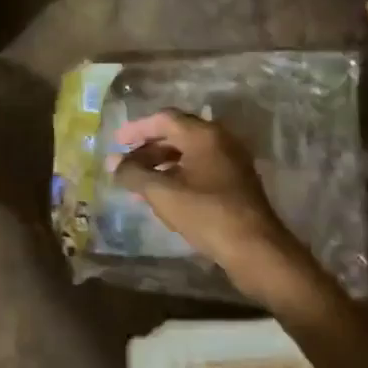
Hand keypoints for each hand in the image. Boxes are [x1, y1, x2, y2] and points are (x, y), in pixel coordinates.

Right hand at [112, 110, 303, 284]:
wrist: (254, 248)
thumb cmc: (206, 214)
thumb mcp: (162, 193)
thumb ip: (134, 174)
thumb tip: (113, 163)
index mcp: (204, 135)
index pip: (164, 118)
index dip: (137, 128)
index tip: (116, 143)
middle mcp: (220, 140)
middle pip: (177, 134)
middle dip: (147, 147)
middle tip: (125, 164)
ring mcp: (231, 161)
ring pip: (189, 153)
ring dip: (161, 163)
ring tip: (138, 182)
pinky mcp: (236, 182)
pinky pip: (200, 168)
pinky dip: (178, 175)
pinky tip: (163, 195)